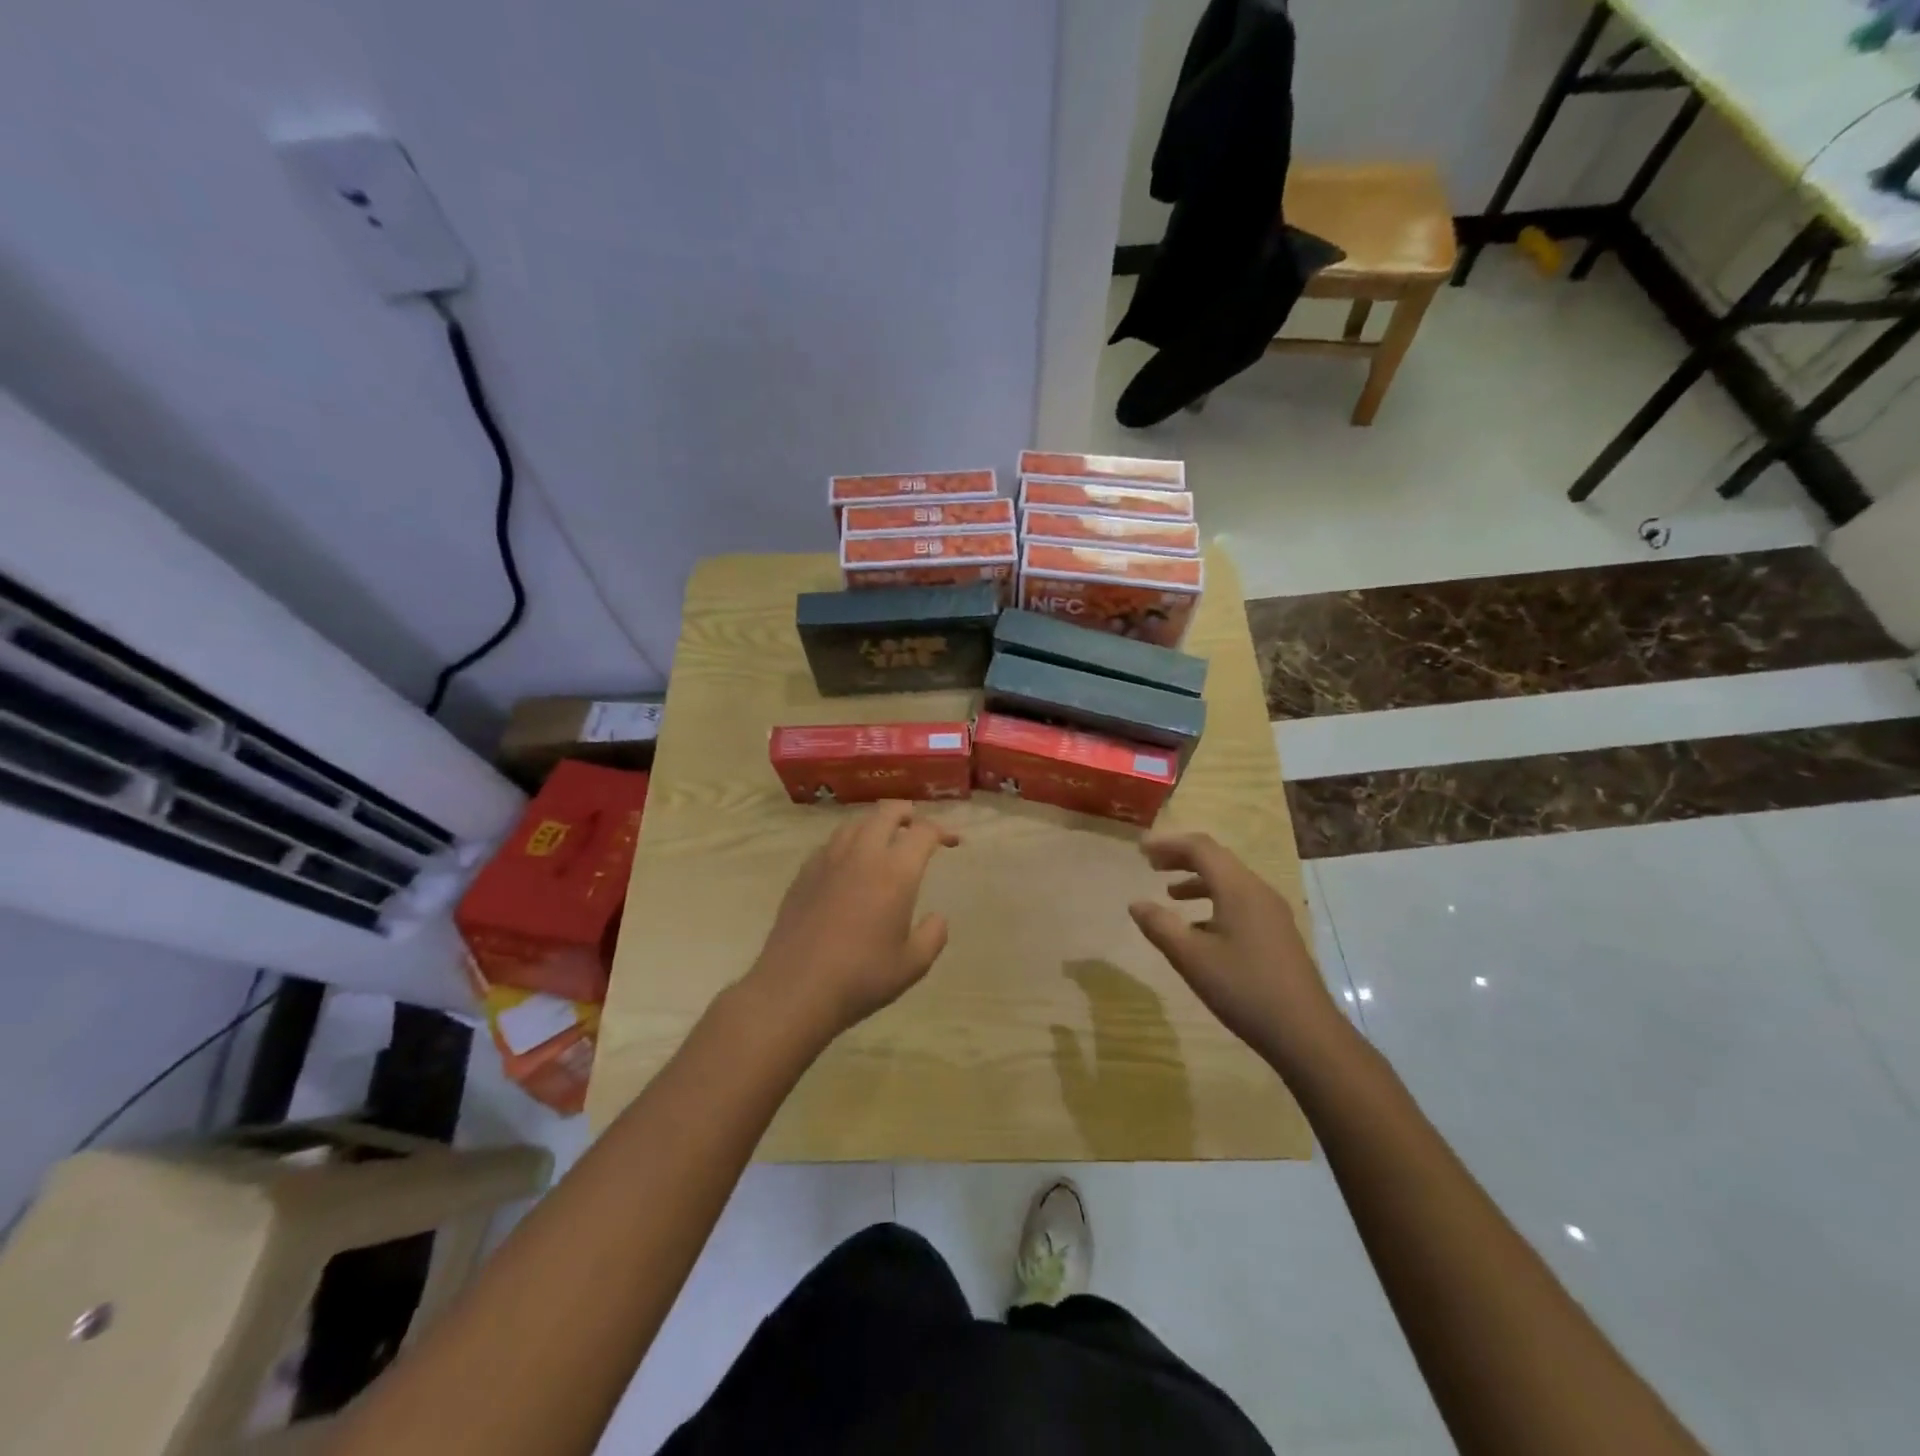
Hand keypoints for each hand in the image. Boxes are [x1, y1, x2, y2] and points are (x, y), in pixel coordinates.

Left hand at [743, 801, 958, 1043]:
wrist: (795, 988)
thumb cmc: (861, 977)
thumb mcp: (912, 965)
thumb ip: (933, 936)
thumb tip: (937, 918)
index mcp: (896, 871)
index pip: (923, 832)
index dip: (942, 831)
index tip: (951, 842)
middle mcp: (863, 854)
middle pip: (887, 812)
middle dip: (908, 813)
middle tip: (917, 829)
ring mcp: (828, 859)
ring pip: (856, 822)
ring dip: (875, 824)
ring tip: (884, 840)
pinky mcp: (804, 872)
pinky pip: (831, 842)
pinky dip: (848, 842)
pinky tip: (848, 864)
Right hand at [1128, 832, 1351, 1074]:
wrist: (1306, 1033)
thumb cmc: (1244, 989)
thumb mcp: (1192, 958)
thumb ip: (1160, 926)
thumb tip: (1136, 903)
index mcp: (1238, 889)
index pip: (1200, 848)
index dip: (1167, 843)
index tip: (1139, 850)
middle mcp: (1258, 891)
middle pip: (1216, 859)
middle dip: (1181, 857)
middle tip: (1150, 864)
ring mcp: (1272, 913)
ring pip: (1229, 881)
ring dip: (1197, 880)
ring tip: (1170, 893)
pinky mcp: (1277, 933)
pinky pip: (1240, 901)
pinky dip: (1213, 901)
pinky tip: (1198, 929)